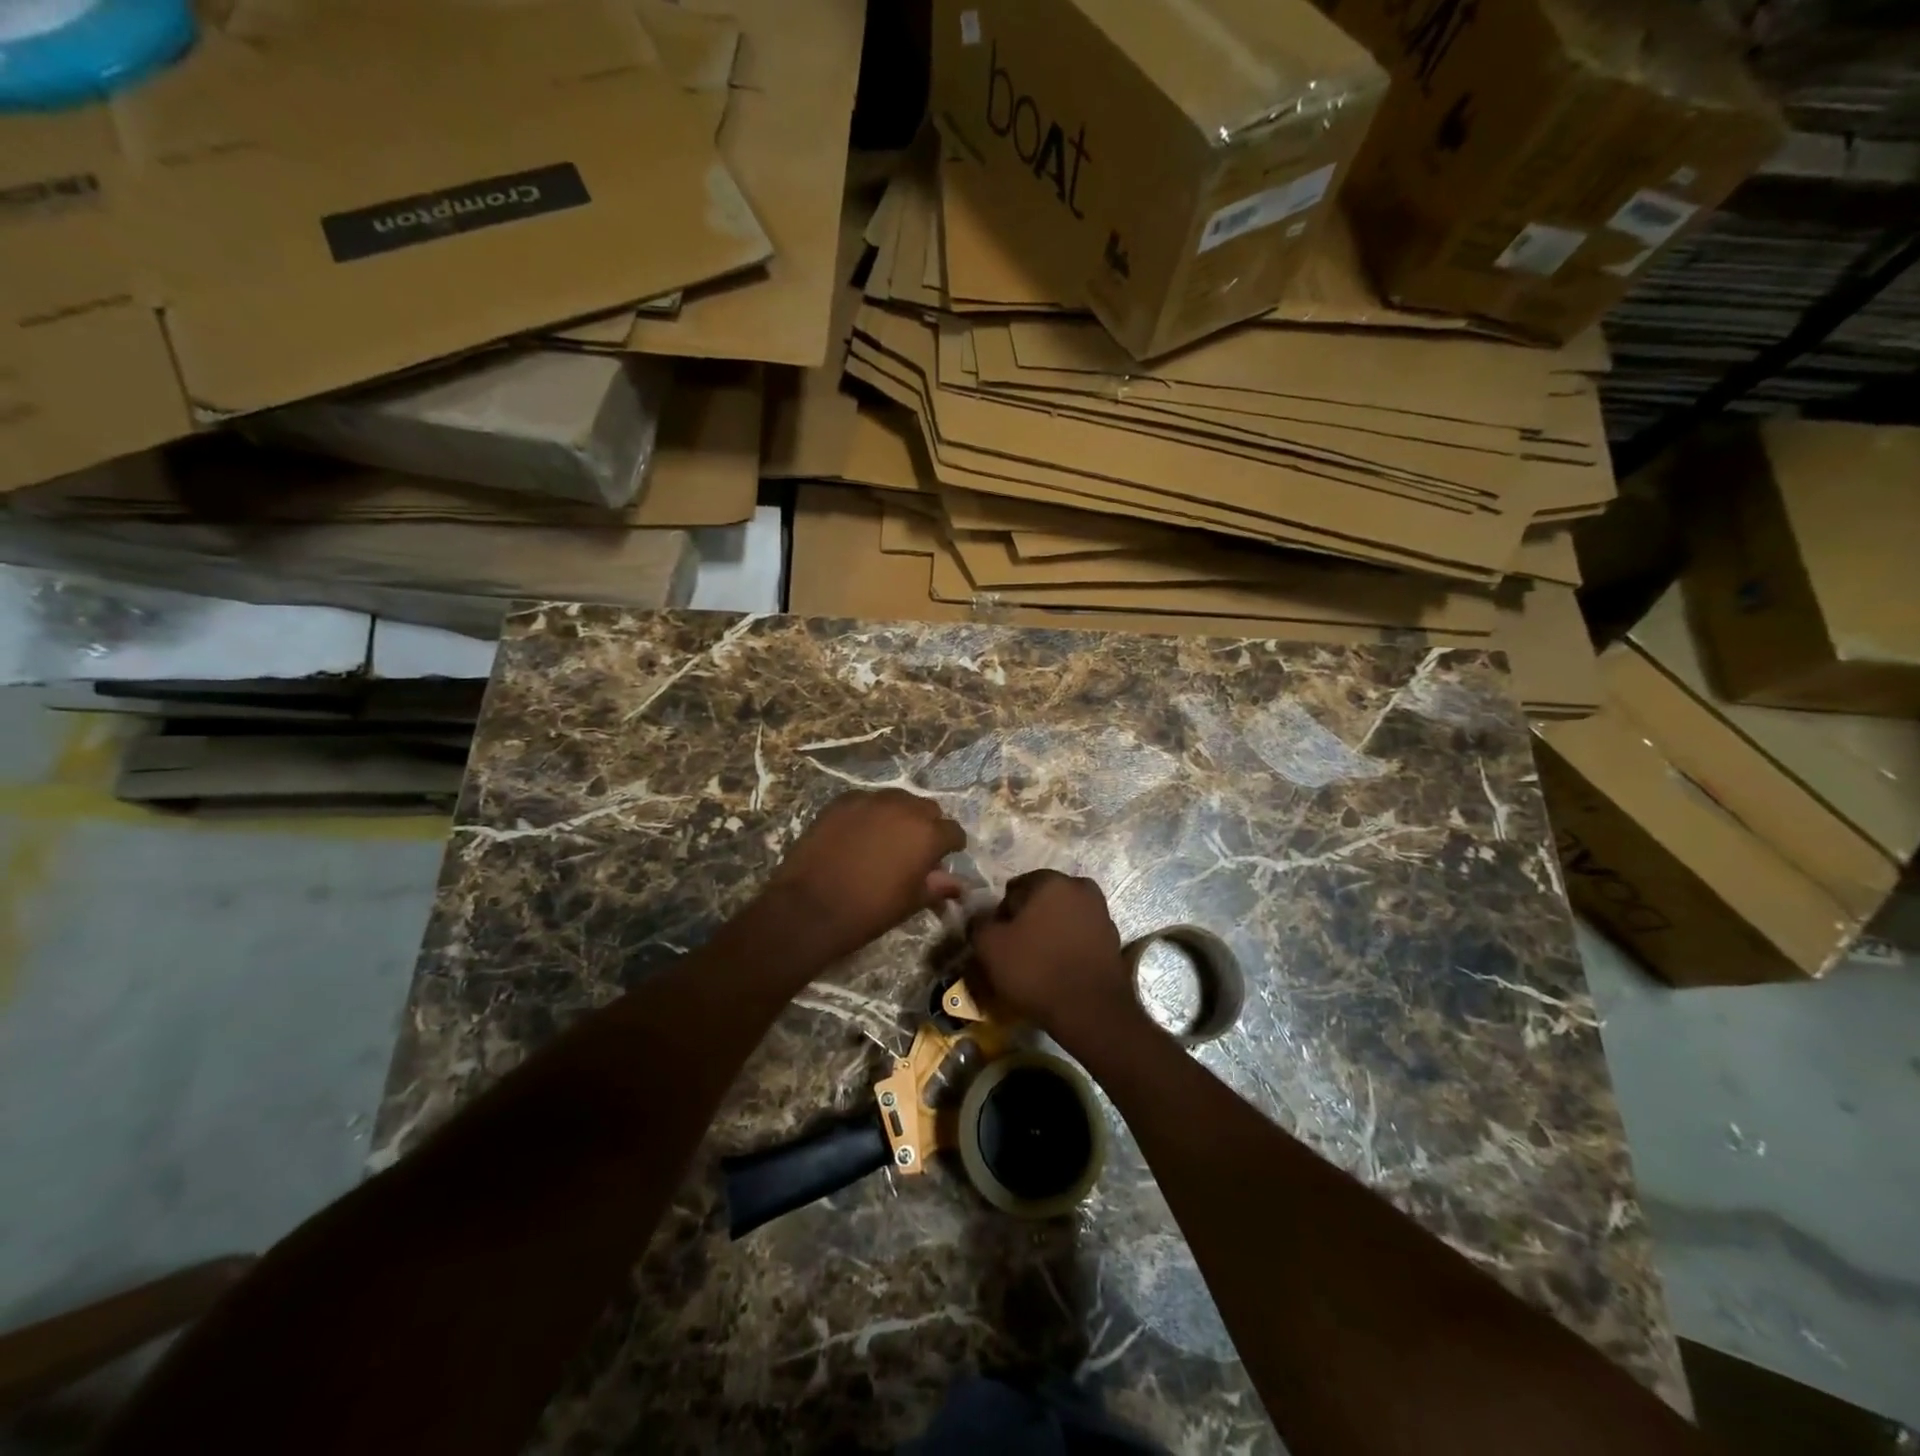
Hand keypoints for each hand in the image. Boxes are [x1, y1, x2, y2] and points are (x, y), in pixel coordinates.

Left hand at [762, 790, 966, 961]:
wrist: (810, 907)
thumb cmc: (869, 910)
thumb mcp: (910, 902)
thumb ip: (937, 886)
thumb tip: (958, 884)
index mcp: (927, 833)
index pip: (953, 831)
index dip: (951, 847)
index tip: (943, 859)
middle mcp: (903, 808)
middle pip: (927, 809)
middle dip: (927, 826)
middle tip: (915, 850)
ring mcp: (870, 800)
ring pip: (897, 800)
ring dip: (899, 816)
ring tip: (886, 839)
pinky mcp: (841, 802)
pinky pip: (866, 802)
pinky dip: (869, 814)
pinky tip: (858, 835)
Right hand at [969, 870, 1134, 1039]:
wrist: (1091, 1011)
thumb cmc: (1036, 970)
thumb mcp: (990, 947)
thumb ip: (980, 923)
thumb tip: (982, 918)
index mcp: (1051, 881)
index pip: (1015, 888)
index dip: (1002, 914)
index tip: (999, 940)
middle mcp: (1080, 888)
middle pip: (1042, 901)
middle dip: (1028, 920)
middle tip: (1016, 951)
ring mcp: (1101, 913)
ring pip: (1062, 918)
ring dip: (1049, 933)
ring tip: (1038, 964)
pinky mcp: (1113, 939)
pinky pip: (1080, 937)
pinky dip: (1068, 947)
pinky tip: (1059, 971)